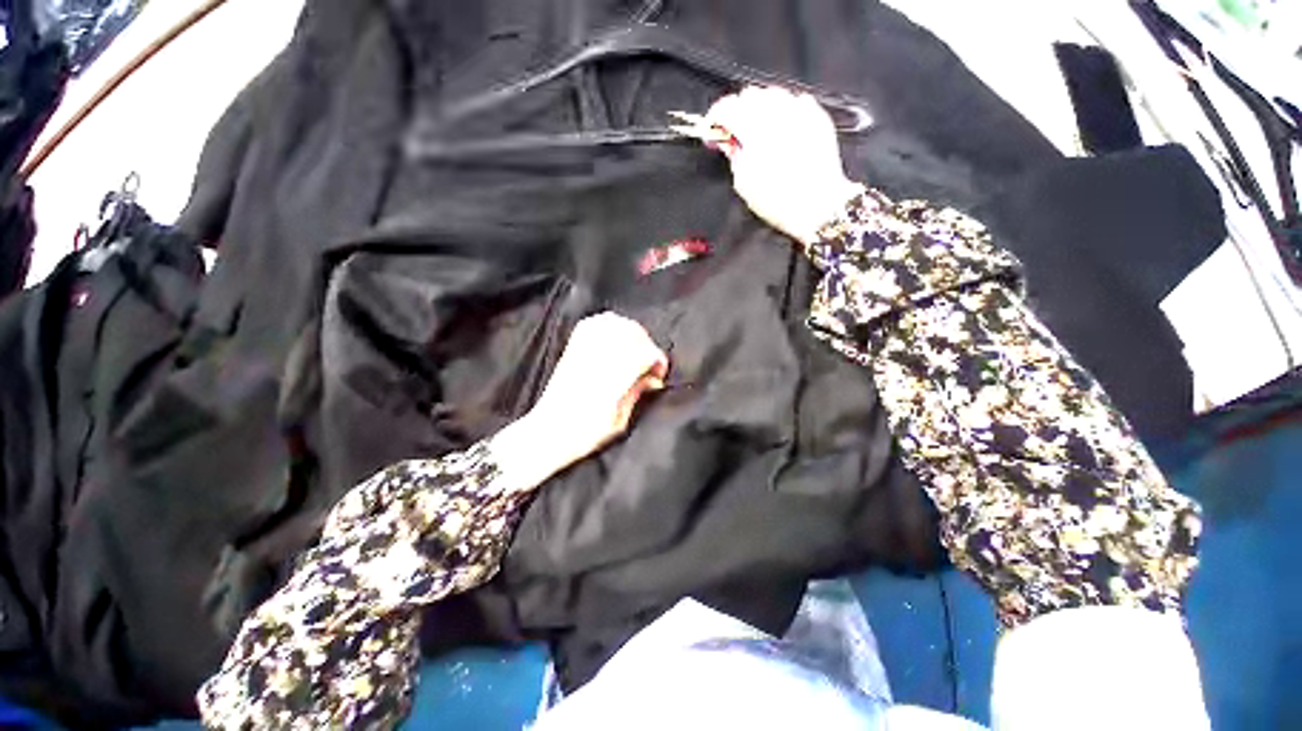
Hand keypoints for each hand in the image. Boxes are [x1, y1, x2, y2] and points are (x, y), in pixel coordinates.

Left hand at [491, 312, 668, 489]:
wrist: (548, 432)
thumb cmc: (585, 435)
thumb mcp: (619, 422)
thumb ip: (637, 393)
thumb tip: (653, 379)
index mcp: (611, 381)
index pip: (643, 354)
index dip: (657, 360)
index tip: (659, 374)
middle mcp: (597, 360)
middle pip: (631, 333)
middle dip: (647, 345)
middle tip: (649, 363)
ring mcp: (582, 351)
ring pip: (614, 323)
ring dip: (630, 332)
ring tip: (635, 348)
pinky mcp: (572, 348)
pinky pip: (593, 323)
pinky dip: (609, 323)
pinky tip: (614, 335)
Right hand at [704, 86, 864, 244]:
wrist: (818, 205)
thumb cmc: (777, 201)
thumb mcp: (744, 184)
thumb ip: (733, 155)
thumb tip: (728, 141)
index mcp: (754, 129)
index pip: (727, 107)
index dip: (715, 116)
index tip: (712, 129)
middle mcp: (777, 112)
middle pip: (749, 95)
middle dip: (738, 110)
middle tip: (734, 132)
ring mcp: (799, 111)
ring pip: (772, 94)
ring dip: (760, 107)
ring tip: (758, 129)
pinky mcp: (817, 116)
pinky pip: (795, 101)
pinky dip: (784, 110)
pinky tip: (782, 128)